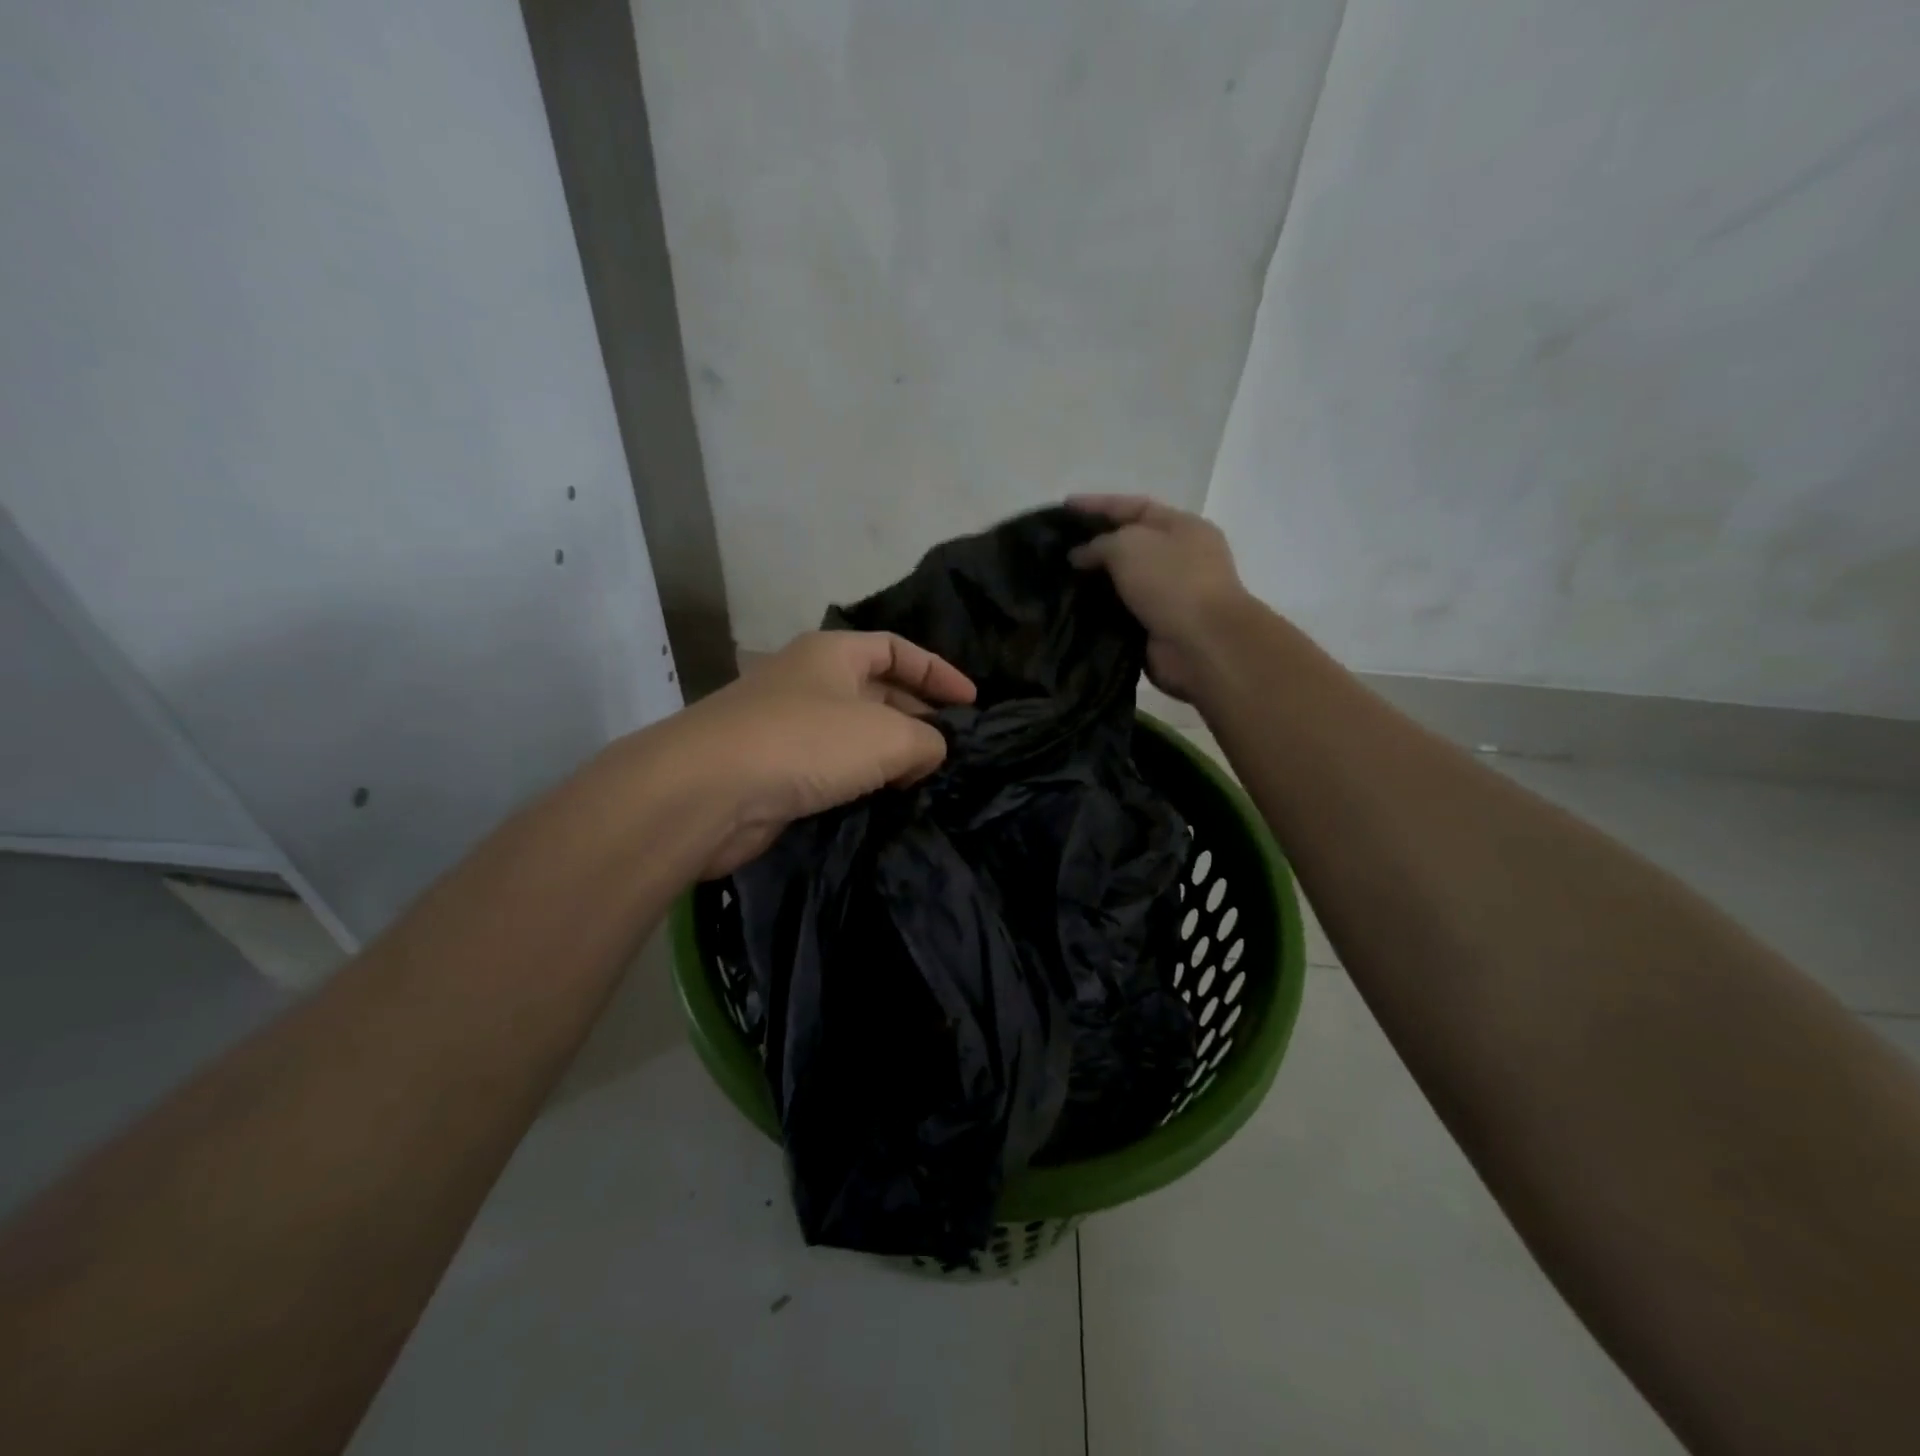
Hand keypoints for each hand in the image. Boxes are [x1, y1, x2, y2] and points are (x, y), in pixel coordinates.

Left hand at [665, 630, 975, 876]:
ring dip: (888, 754)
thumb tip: (928, 753)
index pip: (896, 649)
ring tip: (923, 780)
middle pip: (876, 690)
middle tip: (950, 750)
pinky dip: (858, 780)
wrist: (707, 792)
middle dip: (916, 716)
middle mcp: (807, 681)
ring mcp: (784, 725)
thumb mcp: (887, 736)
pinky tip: (881, 801)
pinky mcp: (772, 769)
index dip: (938, 671)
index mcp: (832, 653)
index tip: (971, 703)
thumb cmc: (805, 742)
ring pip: (852, 733)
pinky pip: (828, 767)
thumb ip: (926, 741)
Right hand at [1068, 495, 1252, 699]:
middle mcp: (1179, 559)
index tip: (1064, 507)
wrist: (1202, 644)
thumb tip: (1079, 555)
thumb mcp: (1129, 546)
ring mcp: (1169, 596)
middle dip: (1093, 546)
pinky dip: (1098, 613)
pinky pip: (1120, 615)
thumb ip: (1099, 544)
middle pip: (1128, 545)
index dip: (1098, 504)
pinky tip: (1070, 611)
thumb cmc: (1171, 582)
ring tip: (1055, 581)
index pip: (1134, 507)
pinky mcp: (1156, 628)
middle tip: (1055, 549)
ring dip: (1092, 583)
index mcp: (1182, 527)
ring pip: (1122, 583)